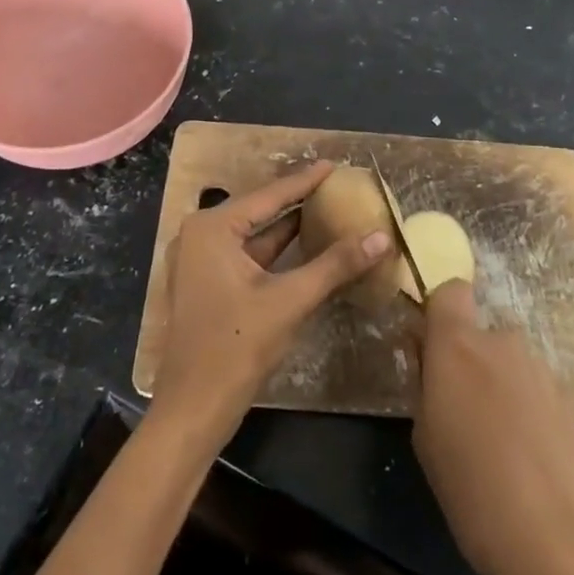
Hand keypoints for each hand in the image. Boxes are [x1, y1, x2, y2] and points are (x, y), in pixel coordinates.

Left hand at [152, 160, 391, 451]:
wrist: (193, 410)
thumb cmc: (236, 347)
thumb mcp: (289, 301)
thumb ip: (334, 265)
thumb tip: (380, 237)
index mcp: (212, 228)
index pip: (269, 196)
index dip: (304, 181)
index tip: (334, 164)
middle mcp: (201, 235)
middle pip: (259, 211)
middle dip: (298, 201)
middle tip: (336, 186)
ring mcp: (201, 262)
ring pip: (255, 235)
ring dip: (289, 227)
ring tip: (327, 209)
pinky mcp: (208, 285)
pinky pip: (248, 256)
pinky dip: (277, 252)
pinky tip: (307, 246)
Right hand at [413, 282, 573, 574]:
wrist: (563, 542)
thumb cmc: (474, 490)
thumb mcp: (425, 438)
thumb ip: (425, 385)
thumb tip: (430, 360)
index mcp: (458, 345)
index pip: (449, 291)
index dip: (439, 312)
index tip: (429, 349)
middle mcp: (502, 343)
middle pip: (479, 334)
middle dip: (467, 362)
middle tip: (459, 412)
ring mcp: (541, 369)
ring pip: (507, 363)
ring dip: (497, 386)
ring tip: (497, 444)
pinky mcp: (571, 399)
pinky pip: (533, 389)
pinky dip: (525, 408)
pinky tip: (527, 458)